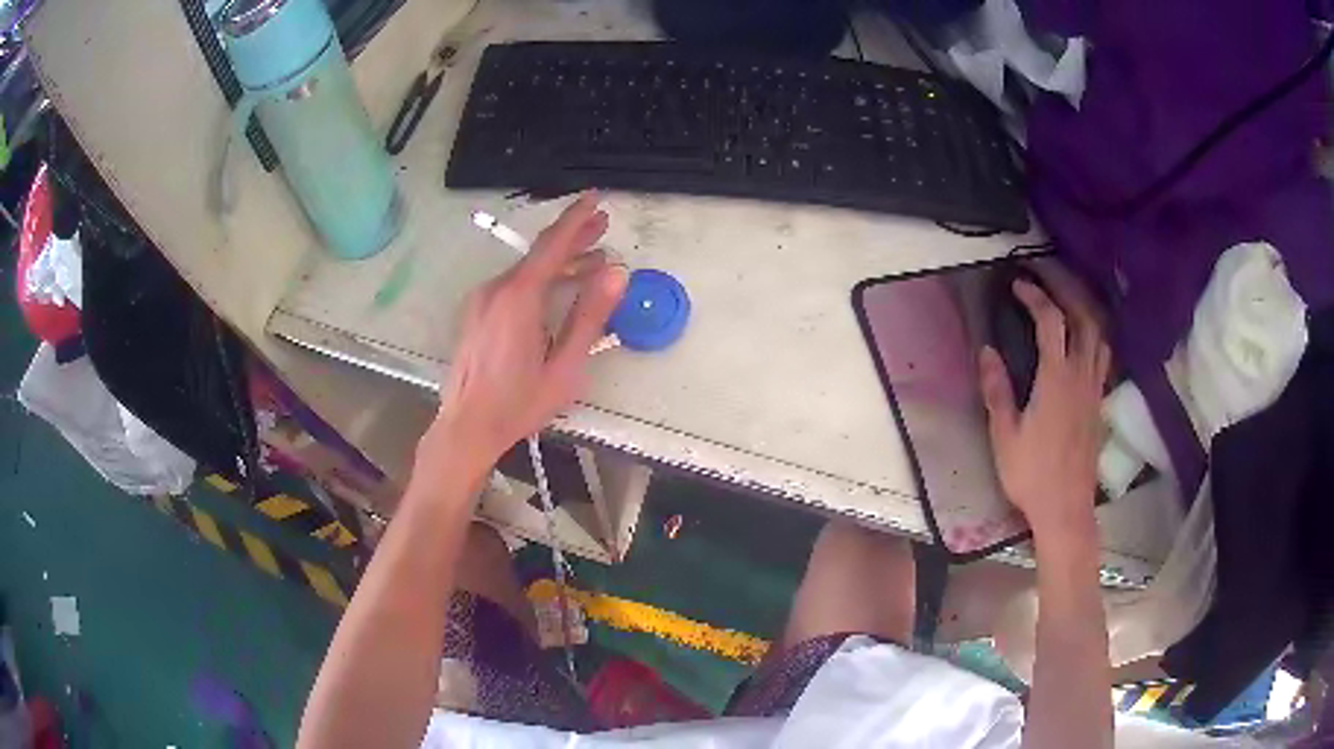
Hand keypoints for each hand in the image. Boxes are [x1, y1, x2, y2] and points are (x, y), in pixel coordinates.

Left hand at [427, 193, 628, 472]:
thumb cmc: (519, 402)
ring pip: (527, 270)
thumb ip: (589, 315)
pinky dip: (540, 280)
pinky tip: (558, 289)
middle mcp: (496, 290)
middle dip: (573, 238)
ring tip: (593, 261)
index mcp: (519, 298)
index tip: (596, 198)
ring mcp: (482, 300)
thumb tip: (617, 273)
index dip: (576, 219)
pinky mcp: (477, 313)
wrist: (467, 426)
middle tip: (603, 225)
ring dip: (559, 263)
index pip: (552, 246)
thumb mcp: (565, 365)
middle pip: (539, 254)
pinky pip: (513, 285)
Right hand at [979, 263, 1110, 542]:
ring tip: (1067, 295)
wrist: (1065, 508)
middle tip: (1046, 274)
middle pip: (1083, 316)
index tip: (1017, 284)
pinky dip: (1095, 333)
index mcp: (1056, 379)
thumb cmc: (1031, 475)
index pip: (1050, 321)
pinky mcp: (1100, 401)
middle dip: (1065, 287)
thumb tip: (987, 351)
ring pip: (1100, 333)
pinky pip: (1104, 354)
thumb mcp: (1004, 435)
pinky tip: (1085, 336)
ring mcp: (1095, 387)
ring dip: (1085, 306)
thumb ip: (997, 390)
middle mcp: (1081, 375)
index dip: (1034, 295)